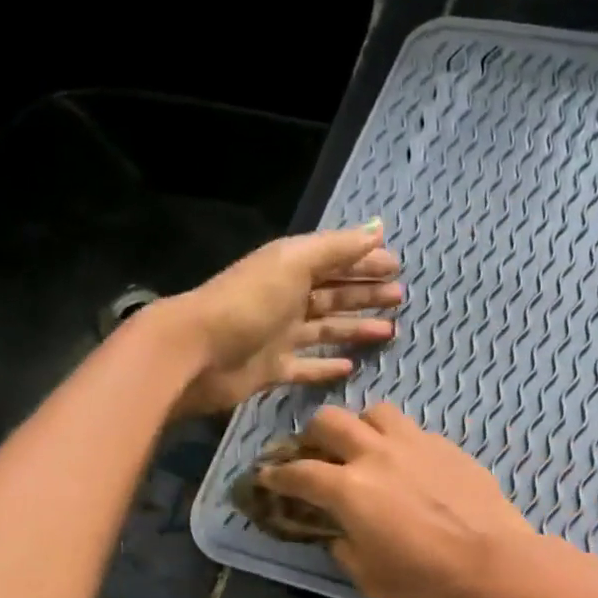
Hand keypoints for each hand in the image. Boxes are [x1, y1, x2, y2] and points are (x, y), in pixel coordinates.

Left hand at [140, 221, 401, 416]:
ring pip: (327, 329)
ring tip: (389, 330)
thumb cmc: (248, 302)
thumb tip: (378, 228)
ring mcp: (280, 336)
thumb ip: (336, 248)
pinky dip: (328, 365)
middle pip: (334, 294)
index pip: (335, 261)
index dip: (365, 261)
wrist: (198, 352)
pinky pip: (308, 366)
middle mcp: (286, 299)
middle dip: (366, 293)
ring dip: (356, 327)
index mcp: (290, 268)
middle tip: (399, 297)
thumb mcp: (293, 264)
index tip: (397, 267)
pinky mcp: (274, 369)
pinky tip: (351, 366)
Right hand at [257, 404, 536, 597]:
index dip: (275, 475)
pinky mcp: (448, 447)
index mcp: (349, 490)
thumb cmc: (431, 585)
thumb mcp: (372, 580)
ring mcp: (416, 444)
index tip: (267, 478)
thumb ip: (345, 549)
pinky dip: (398, 441)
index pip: (298, 473)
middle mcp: (377, 455)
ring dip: (360, 428)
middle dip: (313, 437)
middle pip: (329, 421)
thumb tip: (337, 534)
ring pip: (374, 413)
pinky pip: (412, 430)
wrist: (500, 568)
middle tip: (316, 457)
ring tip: (366, 451)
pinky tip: (409, 465)